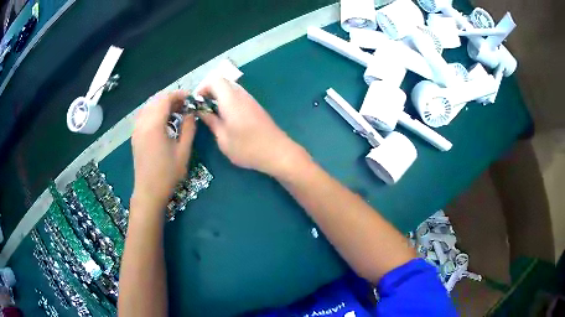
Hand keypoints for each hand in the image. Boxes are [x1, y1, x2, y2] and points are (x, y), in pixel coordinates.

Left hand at [131, 91, 195, 207]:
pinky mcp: (135, 136)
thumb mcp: (183, 151)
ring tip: (175, 112)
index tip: (190, 98)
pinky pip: (144, 116)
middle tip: (185, 105)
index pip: (165, 99)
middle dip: (171, 99)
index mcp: (154, 125)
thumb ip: (188, 128)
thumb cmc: (168, 174)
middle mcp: (142, 124)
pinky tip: (163, 122)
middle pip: (156, 101)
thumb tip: (191, 113)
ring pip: (148, 107)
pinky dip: (154, 113)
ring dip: (162, 105)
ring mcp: (136, 130)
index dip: (178, 95)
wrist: (149, 192)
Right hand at [198, 78, 307, 175]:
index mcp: (231, 99)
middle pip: (223, 82)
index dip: (202, 87)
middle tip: (202, 108)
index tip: (196, 102)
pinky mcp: (256, 107)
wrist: (278, 152)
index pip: (214, 80)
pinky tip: (226, 118)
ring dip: (219, 97)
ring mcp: (250, 100)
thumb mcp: (223, 138)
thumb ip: (211, 121)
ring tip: (212, 114)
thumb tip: (201, 111)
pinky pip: (238, 97)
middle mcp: (241, 95)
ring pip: (231, 90)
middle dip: (209, 92)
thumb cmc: (247, 147)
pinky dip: (228, 102)